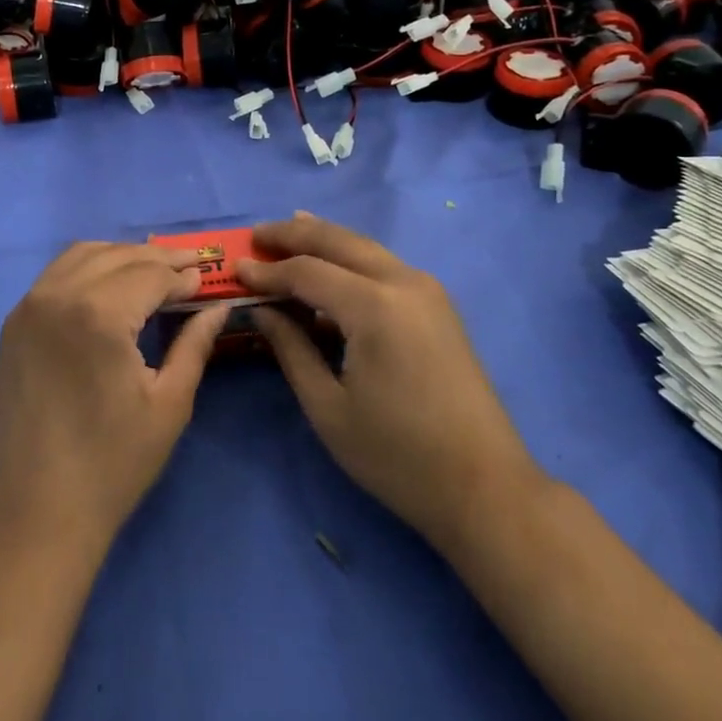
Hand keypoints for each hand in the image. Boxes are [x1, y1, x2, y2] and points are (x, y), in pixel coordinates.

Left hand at [0, 243, 226, 561]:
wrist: (34, 514)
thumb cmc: (112, 465)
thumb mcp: (168, 404)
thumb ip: (195, 344)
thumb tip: (218, 306)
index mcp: (99, 314)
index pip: (150, 274)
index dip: (183, 275)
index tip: (207, 277)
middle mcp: (58, 295)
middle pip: (118, 256)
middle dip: (158, 258)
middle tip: (190, 266)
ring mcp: (29, 307)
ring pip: (83, 255)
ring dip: (122, 256)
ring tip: (154, 271)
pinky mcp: (13, 324)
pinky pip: (56, 274)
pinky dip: (88, 266)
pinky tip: (109, 284)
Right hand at [236, 213, 547, 556]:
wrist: (485, 487)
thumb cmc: (398, 456)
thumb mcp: (328, 408)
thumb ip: (291, 349)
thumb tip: (261, 310)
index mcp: (374, 306)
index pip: (307, 271)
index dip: (268, 269)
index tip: (235, 268)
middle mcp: (403, 283)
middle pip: (339, 241)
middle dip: (294, 234)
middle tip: (256, 235)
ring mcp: (427, 291)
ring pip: (364, 247)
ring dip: (324, 239)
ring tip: (287, 233)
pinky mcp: (438, 305)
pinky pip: (384, 265)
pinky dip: (350, 258)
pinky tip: (332, 265)